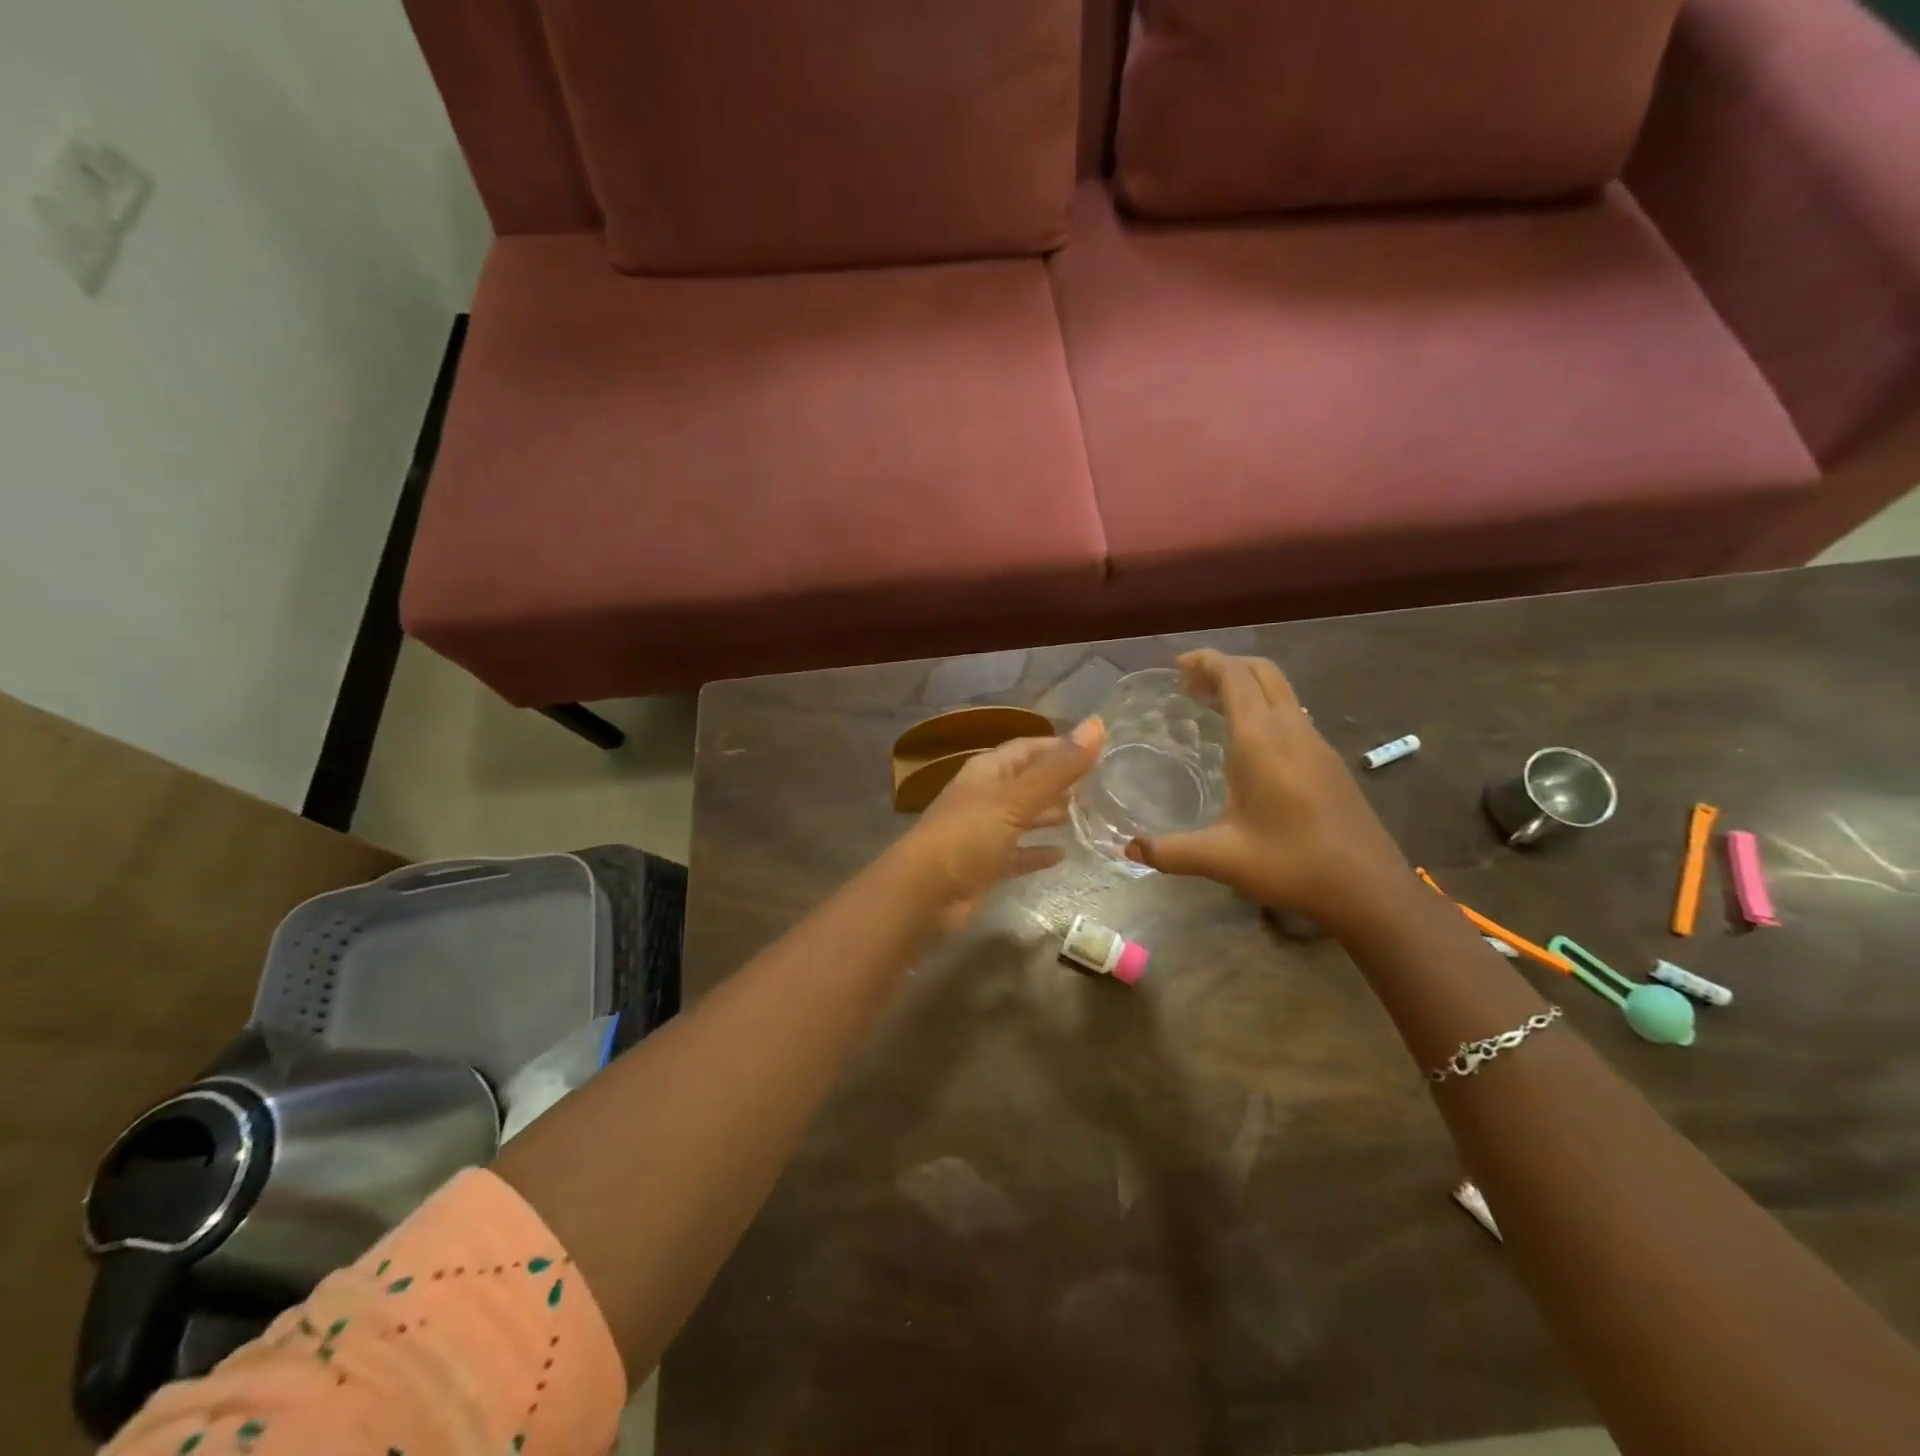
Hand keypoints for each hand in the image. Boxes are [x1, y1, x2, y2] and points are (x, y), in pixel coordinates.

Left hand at [902, 719, 1104, 926]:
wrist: (923, 892)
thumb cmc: (968, 835)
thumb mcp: (1016, 798)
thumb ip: (1058, 767)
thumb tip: (1097, 724)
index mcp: (987, 771)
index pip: (1027, 748)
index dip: (1058, 746)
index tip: (1095, 749)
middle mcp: (984, 796)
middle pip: (1025, 782)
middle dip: (1057, 782)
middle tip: (1097, 786)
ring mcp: (982, 832)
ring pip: (1022, 817)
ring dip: (1048, 815)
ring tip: (1085, 816)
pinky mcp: (984, 865)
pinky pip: (1016, 854)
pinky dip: (1036, 852)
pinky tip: (1062, 855)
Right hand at [1124, 651, 1409, 928]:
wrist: (1369, 888)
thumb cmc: (1292, 864)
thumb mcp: (1221, 859)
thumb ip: (1170, 851)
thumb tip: (1129, 849)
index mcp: (1261, 741)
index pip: (1234, 676)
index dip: (1205, 661)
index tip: (1175, 666)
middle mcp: (1291, 730)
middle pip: (1261, 672)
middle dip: (1225, 666)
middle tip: (1189, 685)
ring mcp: (1316, 743)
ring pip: (1280, 690)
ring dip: (1246, 685)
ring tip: (1211, 707)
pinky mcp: (1329, 761)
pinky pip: (1291, 712)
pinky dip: (1263, 707)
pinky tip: (1247, 743)